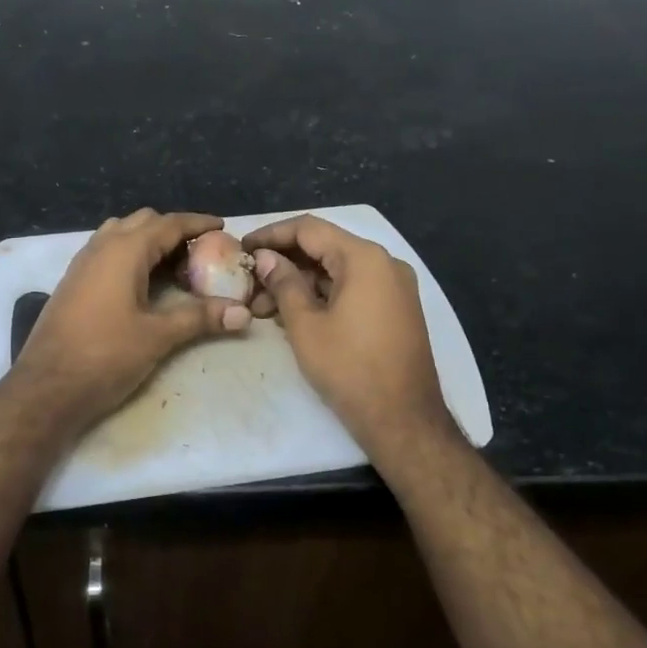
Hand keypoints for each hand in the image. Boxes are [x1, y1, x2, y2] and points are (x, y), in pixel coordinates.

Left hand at [10, 209, 251, 431]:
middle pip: (143, 222)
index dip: (197, 223)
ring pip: (121, 235)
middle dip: (173, 231)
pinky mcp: (72, 283)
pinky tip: (142, 284)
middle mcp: (101, 247)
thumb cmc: (104, 356)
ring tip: (173, 266)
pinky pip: (106, 252)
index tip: (222, 227)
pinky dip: (130, 255)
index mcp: (124, 251)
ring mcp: (82, 264)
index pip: (168, 223)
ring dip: (148, 241)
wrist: (46, 387)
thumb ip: (200, 318)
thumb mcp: (157, 336)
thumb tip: (244, 313)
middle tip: (200, 253)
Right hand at [243, 215, 457, 457]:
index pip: (309, 229)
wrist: (403, 419)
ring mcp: (394, 287)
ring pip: (337, 271)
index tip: (243, 248)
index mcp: (364, 258)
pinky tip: (293, 314)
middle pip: (325, 248)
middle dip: (283, 263)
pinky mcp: (396, 309)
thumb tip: (265, 258)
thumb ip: (283, 283)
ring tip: (263, 307)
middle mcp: (384, 263)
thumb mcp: (305, 325)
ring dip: (300, 283)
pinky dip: (322, 295)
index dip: (271, 234)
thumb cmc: (349, 368)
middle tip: (249, 283)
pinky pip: (353, 288)